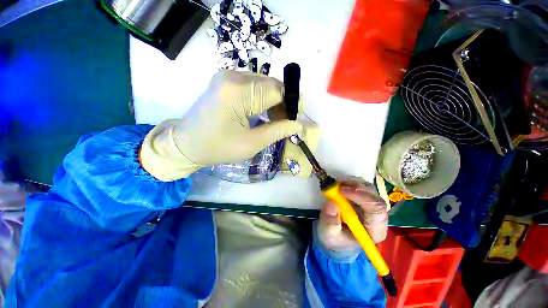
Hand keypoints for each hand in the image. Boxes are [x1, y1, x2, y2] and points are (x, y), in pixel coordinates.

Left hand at [140, 70, 306, 180]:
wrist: (187, 144)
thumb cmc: (218, 148)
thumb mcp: (252, 143)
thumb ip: (277, 131)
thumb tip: (298, 124)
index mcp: (237, 93)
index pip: (276, 90)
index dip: (291, 103)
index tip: (296, 118)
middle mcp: (232, 76)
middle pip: (270, 84)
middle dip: (282, 102)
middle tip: (285, 122)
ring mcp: (226, 75)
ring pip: (263, 84)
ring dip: (272, 100)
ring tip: (273, 119)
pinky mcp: (225, 80)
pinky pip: (252, 85)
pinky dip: (261, 97)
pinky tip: (261, 111)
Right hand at [316, 179, 387, 257]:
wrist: (336, 237)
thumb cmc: (335, 239)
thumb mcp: (329, 234)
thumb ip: (330, 222)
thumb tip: (332, 203)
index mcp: (374, 230)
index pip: (377, 209)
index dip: (362, 197)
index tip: (342, 191)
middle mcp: (378, 217)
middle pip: (375, 197)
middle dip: (356, 188)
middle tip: (338, 186)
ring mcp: (371, 206)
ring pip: (369, 189)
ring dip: (352, 184)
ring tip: (336, 186)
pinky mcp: (364, 199)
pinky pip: (361, 186)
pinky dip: (349, 183)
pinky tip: (339, 186)